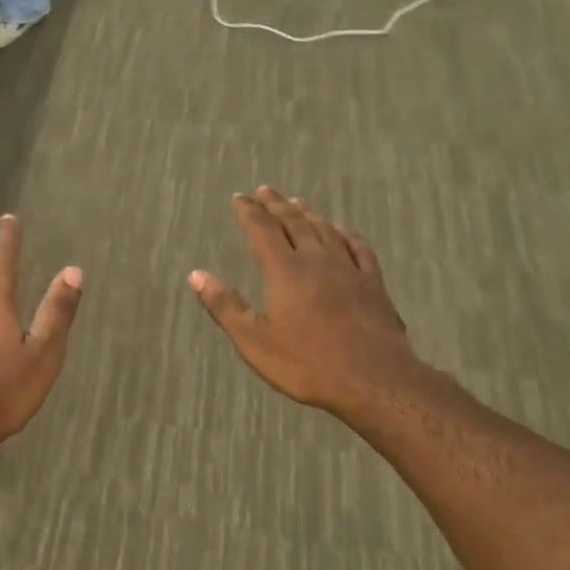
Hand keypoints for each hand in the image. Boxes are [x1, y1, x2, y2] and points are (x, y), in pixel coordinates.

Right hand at [190, 188, 425, 420]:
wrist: (374, 380)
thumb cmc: (307, 364)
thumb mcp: (254, 341)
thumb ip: (225, 305)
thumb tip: (196, 275)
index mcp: (285, 271)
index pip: (263, 230)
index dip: (250, 211)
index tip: (240, 197)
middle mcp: (316, 260)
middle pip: (295, 223)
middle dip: (277, 205)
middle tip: (266, 190)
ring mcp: (349, 270)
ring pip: (326, 231)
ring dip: (309, 214)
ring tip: (297, 203)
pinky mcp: (374, 284)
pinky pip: (359, 248)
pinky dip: (347, 234)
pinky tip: (342, 230)